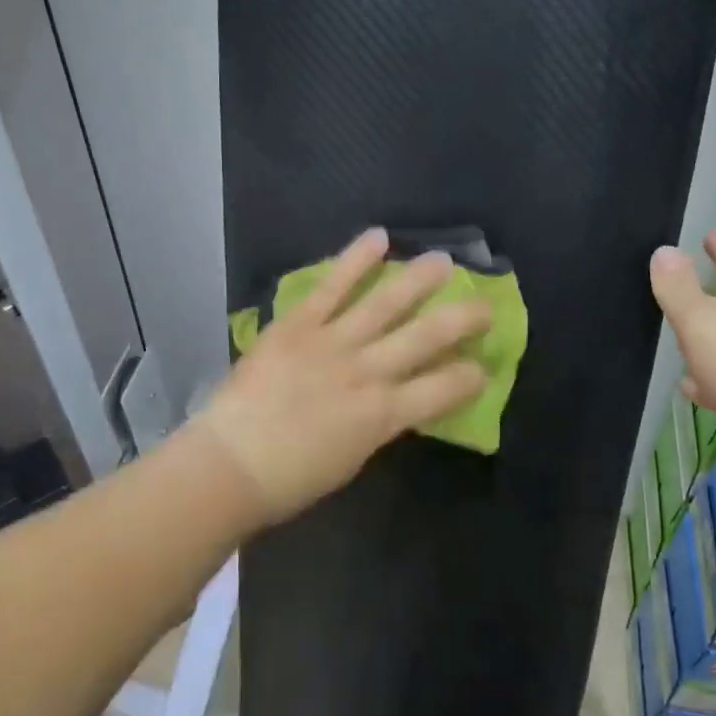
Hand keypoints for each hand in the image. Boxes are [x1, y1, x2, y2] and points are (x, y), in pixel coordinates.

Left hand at [199, 228, 491, 523]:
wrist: (230, 463)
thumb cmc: (290, 478)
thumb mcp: (352, 457)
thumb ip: (379, 422)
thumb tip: (396, 400)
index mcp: (382, 415)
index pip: (442, 390)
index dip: (469, 377)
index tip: (483, 367)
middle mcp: (366, 372)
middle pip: (425, 338)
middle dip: (462, 319)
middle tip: (485, 305)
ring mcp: (332, 343)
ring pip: (385, 303)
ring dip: (419, 279)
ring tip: (444, 261)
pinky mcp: (298, 324)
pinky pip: (332, 287)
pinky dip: (356, 260)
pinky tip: (379, 237)